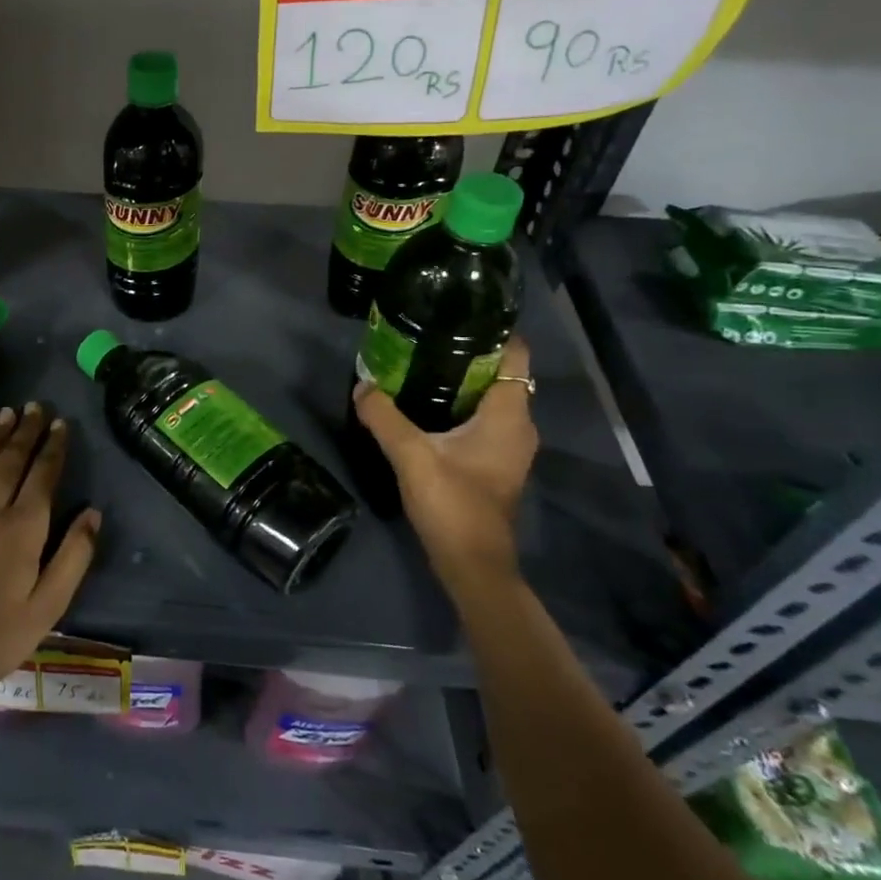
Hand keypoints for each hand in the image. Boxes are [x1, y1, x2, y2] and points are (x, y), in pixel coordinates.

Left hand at [0, 403, 100, 689]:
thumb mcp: (49, 606)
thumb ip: (74, 556)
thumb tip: (93, 511)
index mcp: (24, 529)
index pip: (43, 476)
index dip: (53, 448)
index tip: (61, 423)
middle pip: (11, 461)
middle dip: (26, 431)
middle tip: (35, 405)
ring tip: (7, 412)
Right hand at [352, 336, 537, 587]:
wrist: (472, 565)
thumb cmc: (453, 505)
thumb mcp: (411, 456)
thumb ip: (384, 417)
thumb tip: (362, 384)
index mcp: (509, 415)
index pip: (515, 354)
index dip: (491, 330)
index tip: (454, 315)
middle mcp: (518, 424)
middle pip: (500, 372)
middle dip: (466, 351)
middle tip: (424, 336)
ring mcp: (508, 445)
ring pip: (490, 396)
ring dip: (460, 380)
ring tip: (419, 362)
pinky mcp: (494, 462)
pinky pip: (482, 418)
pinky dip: (459, 404)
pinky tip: (425, 405)